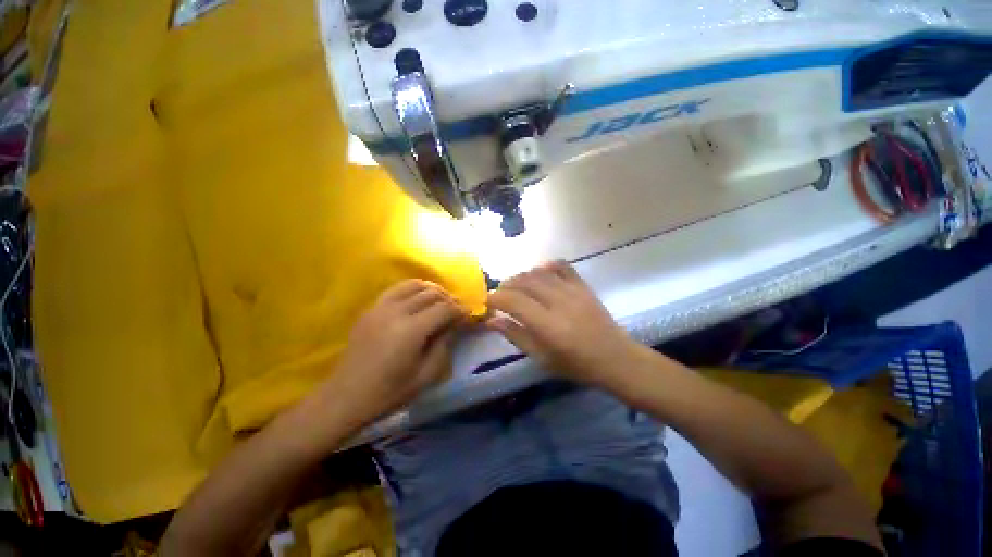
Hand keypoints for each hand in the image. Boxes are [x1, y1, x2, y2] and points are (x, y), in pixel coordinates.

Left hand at [323, 279, 467, 426]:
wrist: (346, 397)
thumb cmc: (389, 392)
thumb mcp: (426, 375)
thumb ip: (444, 345)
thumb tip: (454, 324)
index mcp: (411, 331)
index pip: (444, 309)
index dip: (460, 309)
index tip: (469, 314)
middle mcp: (396, 312)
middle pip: (431, 294)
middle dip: (449, 298)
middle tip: (457, 309)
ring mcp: (381, 307)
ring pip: (414, 285)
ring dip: (432, 289)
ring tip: (441, 300)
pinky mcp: (371, 308)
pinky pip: (396, 288)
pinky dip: (413, 289)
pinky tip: (418, 299)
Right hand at [486, 261, 647, 389]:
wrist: (615, 358)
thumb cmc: (576, 365)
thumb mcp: (541, 358)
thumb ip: (515, 336)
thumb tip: (491, 321)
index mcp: (547, 325)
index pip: (513, 301)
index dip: (496, 298)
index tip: (488, 301)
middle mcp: (559, 302)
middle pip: (524, 282)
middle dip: (506, 285)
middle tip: (500, 294)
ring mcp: (573, 291)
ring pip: (539, 273)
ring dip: (522, 276)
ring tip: (516, 286)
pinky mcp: (583, 286)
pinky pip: (562, 266)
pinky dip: (547, 266)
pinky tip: (540, 272)